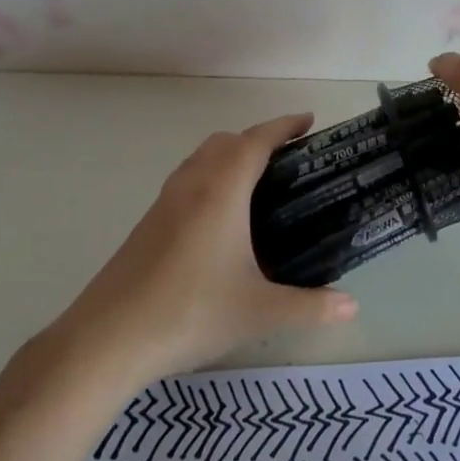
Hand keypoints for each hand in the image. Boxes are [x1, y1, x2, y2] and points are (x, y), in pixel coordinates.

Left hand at [53, 113, 357, 386]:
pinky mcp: (147, 224)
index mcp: (221, 191)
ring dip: (229, 157)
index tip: (308, 121)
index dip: (284, 126)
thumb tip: (352, 306)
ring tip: (257, 187)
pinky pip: (185, 182)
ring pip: (200, 159)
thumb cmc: (190, 313)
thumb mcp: (259, 313)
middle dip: (257, 139)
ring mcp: (163, 203)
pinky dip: (210, 179)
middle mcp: (191, 185)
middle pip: (226, 141)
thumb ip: (310, 307)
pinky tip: (220, 222)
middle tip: (288, 161)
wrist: (108, 339)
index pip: (256, 140)